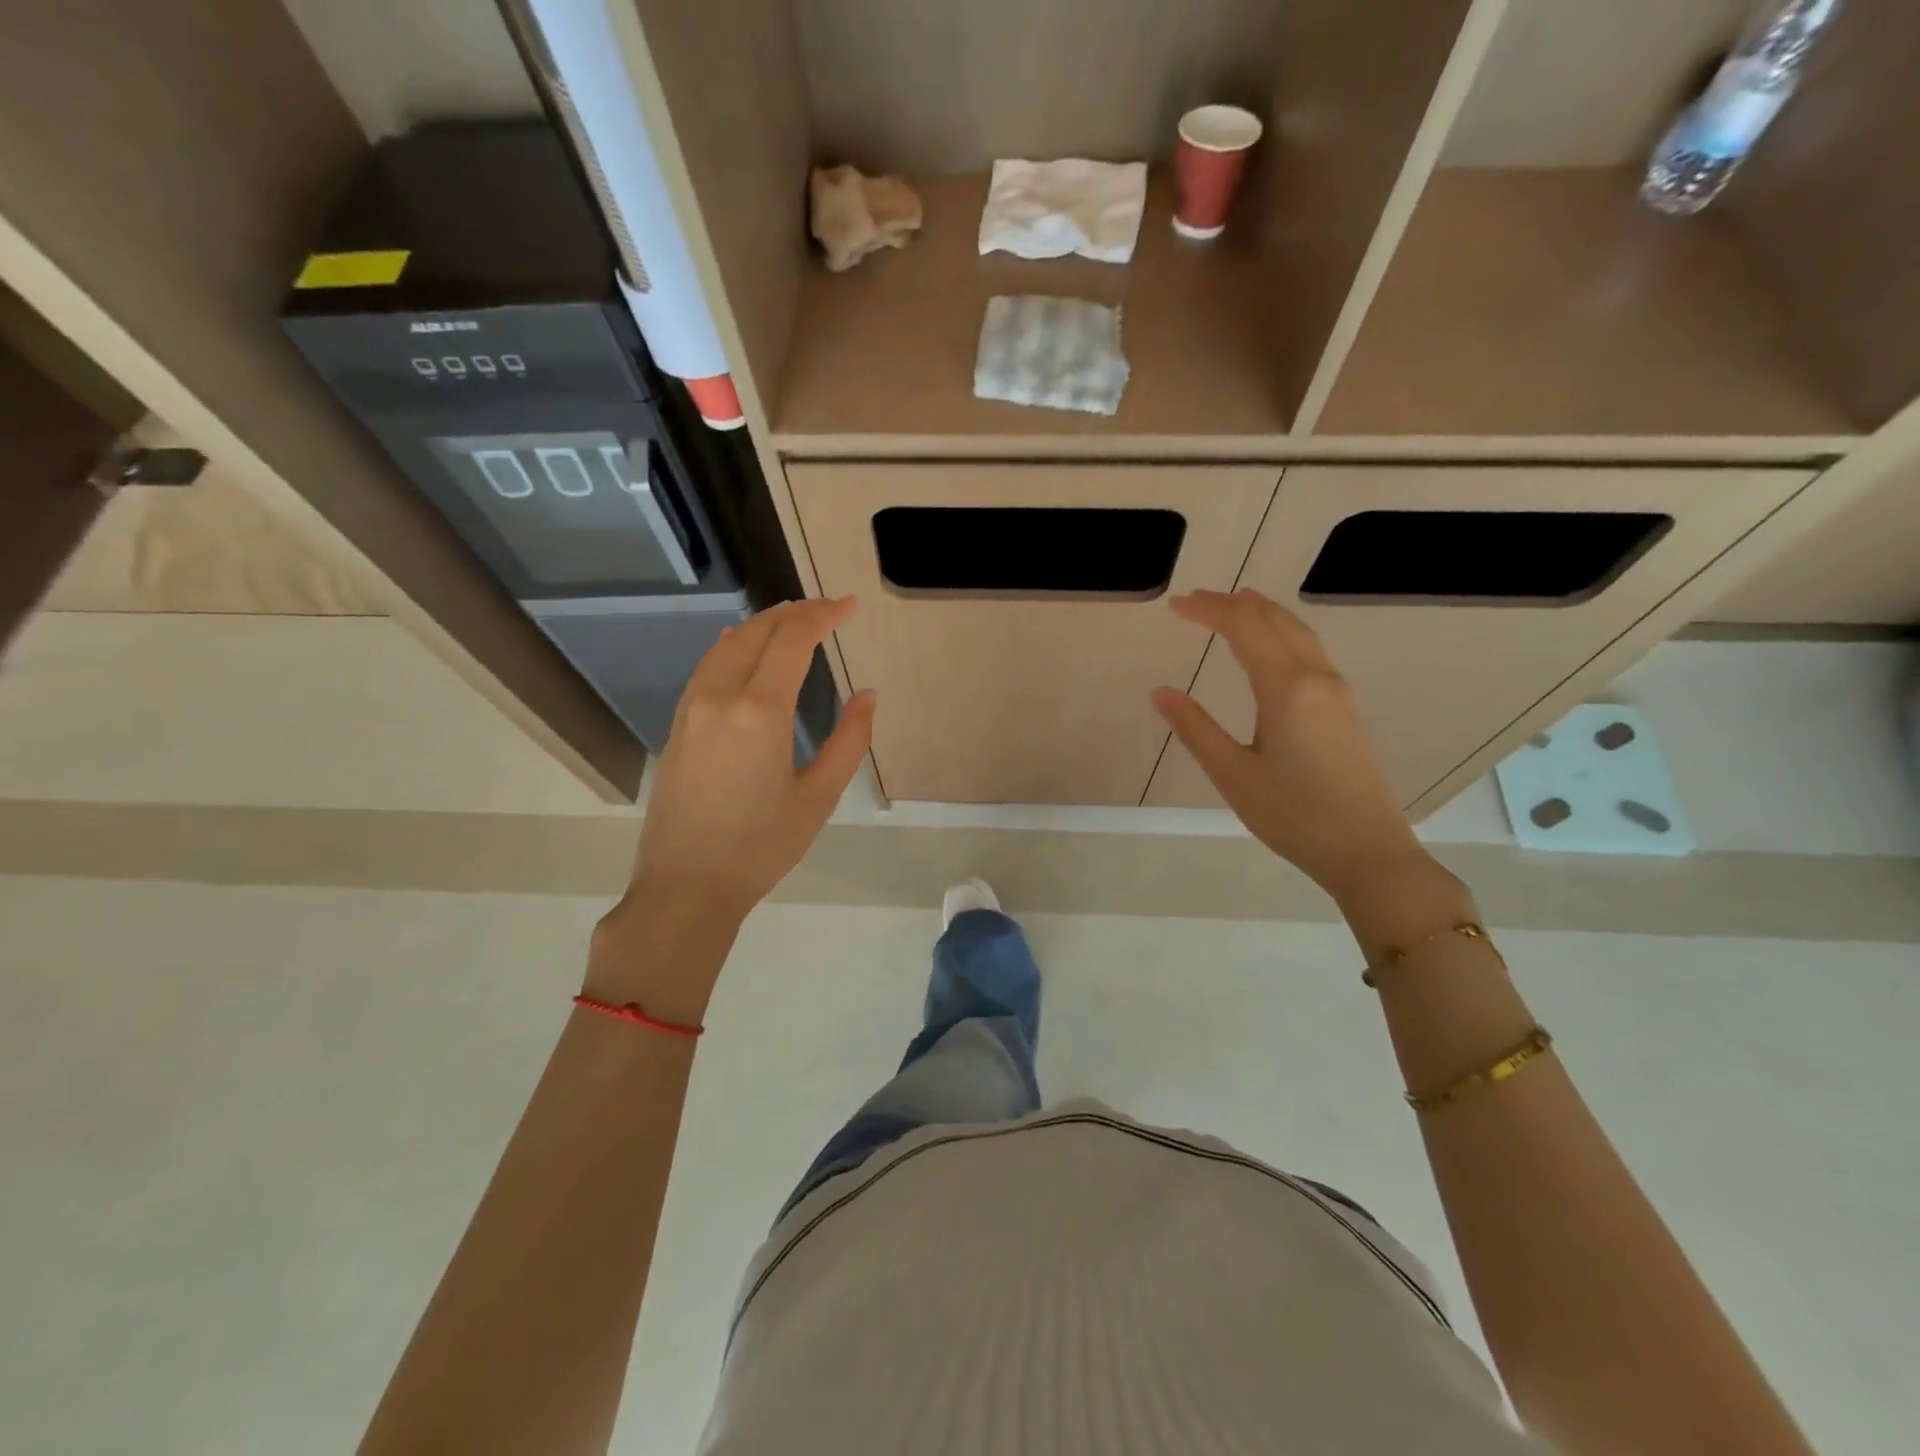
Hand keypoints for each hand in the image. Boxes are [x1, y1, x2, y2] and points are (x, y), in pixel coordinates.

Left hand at [592, 598, 874, 1008]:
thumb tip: (866, 696)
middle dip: (794, 612)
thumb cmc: (761, 846)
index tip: (849, 605)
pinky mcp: (677, 726)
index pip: (792, 639)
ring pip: (726, 645)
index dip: (823, 614)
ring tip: (793, 622)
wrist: (686, 886)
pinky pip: (708, 667)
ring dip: (762, 625)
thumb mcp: (819, 797)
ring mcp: (691, 709)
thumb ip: (850, 740)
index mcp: (759, 711)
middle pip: (756, 631)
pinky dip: (735, 647)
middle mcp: (719, 696)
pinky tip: (746, 651)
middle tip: (828, 610)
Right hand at [1151, 590, 1429, 904]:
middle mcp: (1316, 677)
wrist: (1367, 851)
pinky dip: (1280, 632)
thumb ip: (1195, 729)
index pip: (1244, 627)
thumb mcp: (1233, 775)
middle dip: (1233, 604)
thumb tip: (1160, 693)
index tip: (1176, 605)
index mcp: (1286, 688)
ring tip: (1231, 607)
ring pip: (1297, 631)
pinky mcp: (1343, 707)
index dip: (1209, 609)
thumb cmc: (1293, 816)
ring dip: (1261, 613)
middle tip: (1194, 602)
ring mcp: (1336, 691)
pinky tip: (1269, 646)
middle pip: (1274, 620)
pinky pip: (1309, 650)